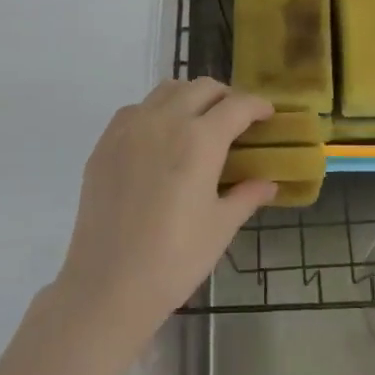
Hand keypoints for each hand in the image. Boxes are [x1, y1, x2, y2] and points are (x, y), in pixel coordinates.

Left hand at [52, 79, 277, 348]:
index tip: (268, 115)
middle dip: (226, 97)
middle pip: (203, 88)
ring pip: (167, 90)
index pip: (237, 106)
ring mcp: (130, 128)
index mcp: (200, 140)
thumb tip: (269, 183)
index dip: (258, 106)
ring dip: (190, 97)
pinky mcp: (105, 143)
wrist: (107, 286)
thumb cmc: (174, 260)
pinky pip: (136, 109)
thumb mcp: (220, 227)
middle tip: (237, 120)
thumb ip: (247, 196)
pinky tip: (160, 139)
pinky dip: (156, 111)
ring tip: (198, 123)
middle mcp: (165, 121)